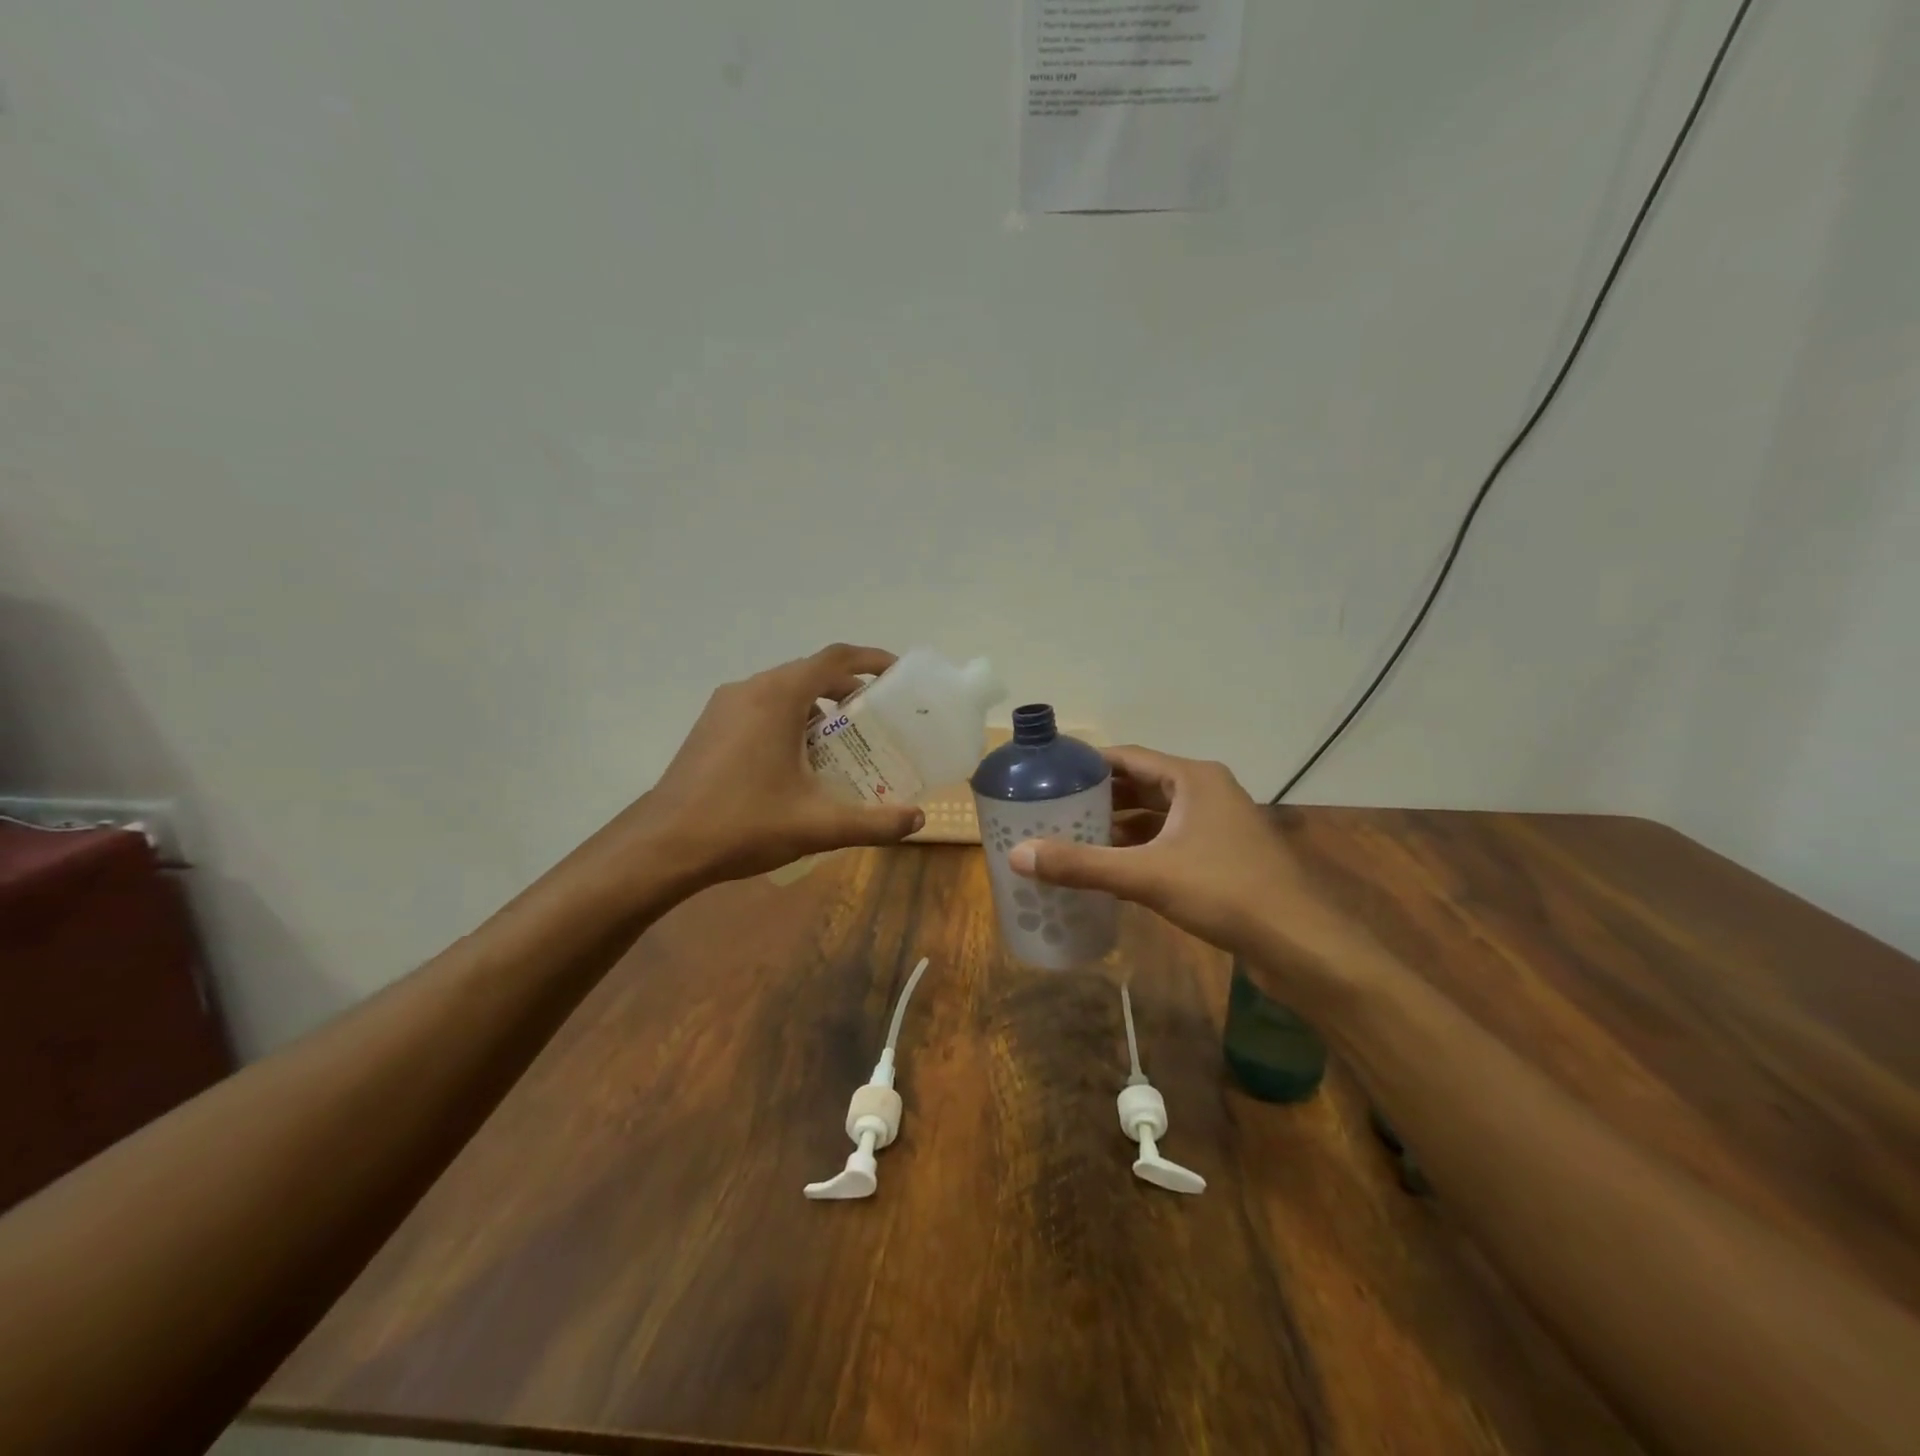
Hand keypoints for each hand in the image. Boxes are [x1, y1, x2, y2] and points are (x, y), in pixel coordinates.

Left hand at [623, 644, 925, 885]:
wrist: (663, 846)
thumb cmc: (744, 824)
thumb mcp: (818, 825)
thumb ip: (874, 823)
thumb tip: (918, 822)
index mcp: (778, 697)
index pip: (835, 659)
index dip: (872, 659)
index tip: (898, 674)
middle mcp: (750, 689)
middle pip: (810, 674)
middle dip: (848, 691)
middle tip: (879, 721)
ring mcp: (725, 706)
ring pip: (783, 692)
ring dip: (817, 708)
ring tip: (843, 745)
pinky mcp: (710, 726)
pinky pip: (761, 708)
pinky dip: (790, 720)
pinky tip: (799, 762)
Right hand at [1006, 746, 1360, 971]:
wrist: (1302, 944)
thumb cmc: (1226, 892)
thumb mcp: (1147, 876)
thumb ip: (1082, 865)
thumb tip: (1017, 855)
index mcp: (1193, 778)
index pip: (1128, 756)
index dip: (1087, 763)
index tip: (1048, 775)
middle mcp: (1207, 792)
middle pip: (1141, 784)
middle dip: (1099, 797)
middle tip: (1053, 809)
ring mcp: (1219, 825)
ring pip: (1157, 815)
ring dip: (1119, 825)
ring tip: (1074, 837)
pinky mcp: (1224, 856)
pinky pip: (1171, 840)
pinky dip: (1141, 848)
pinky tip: (1113, 867)